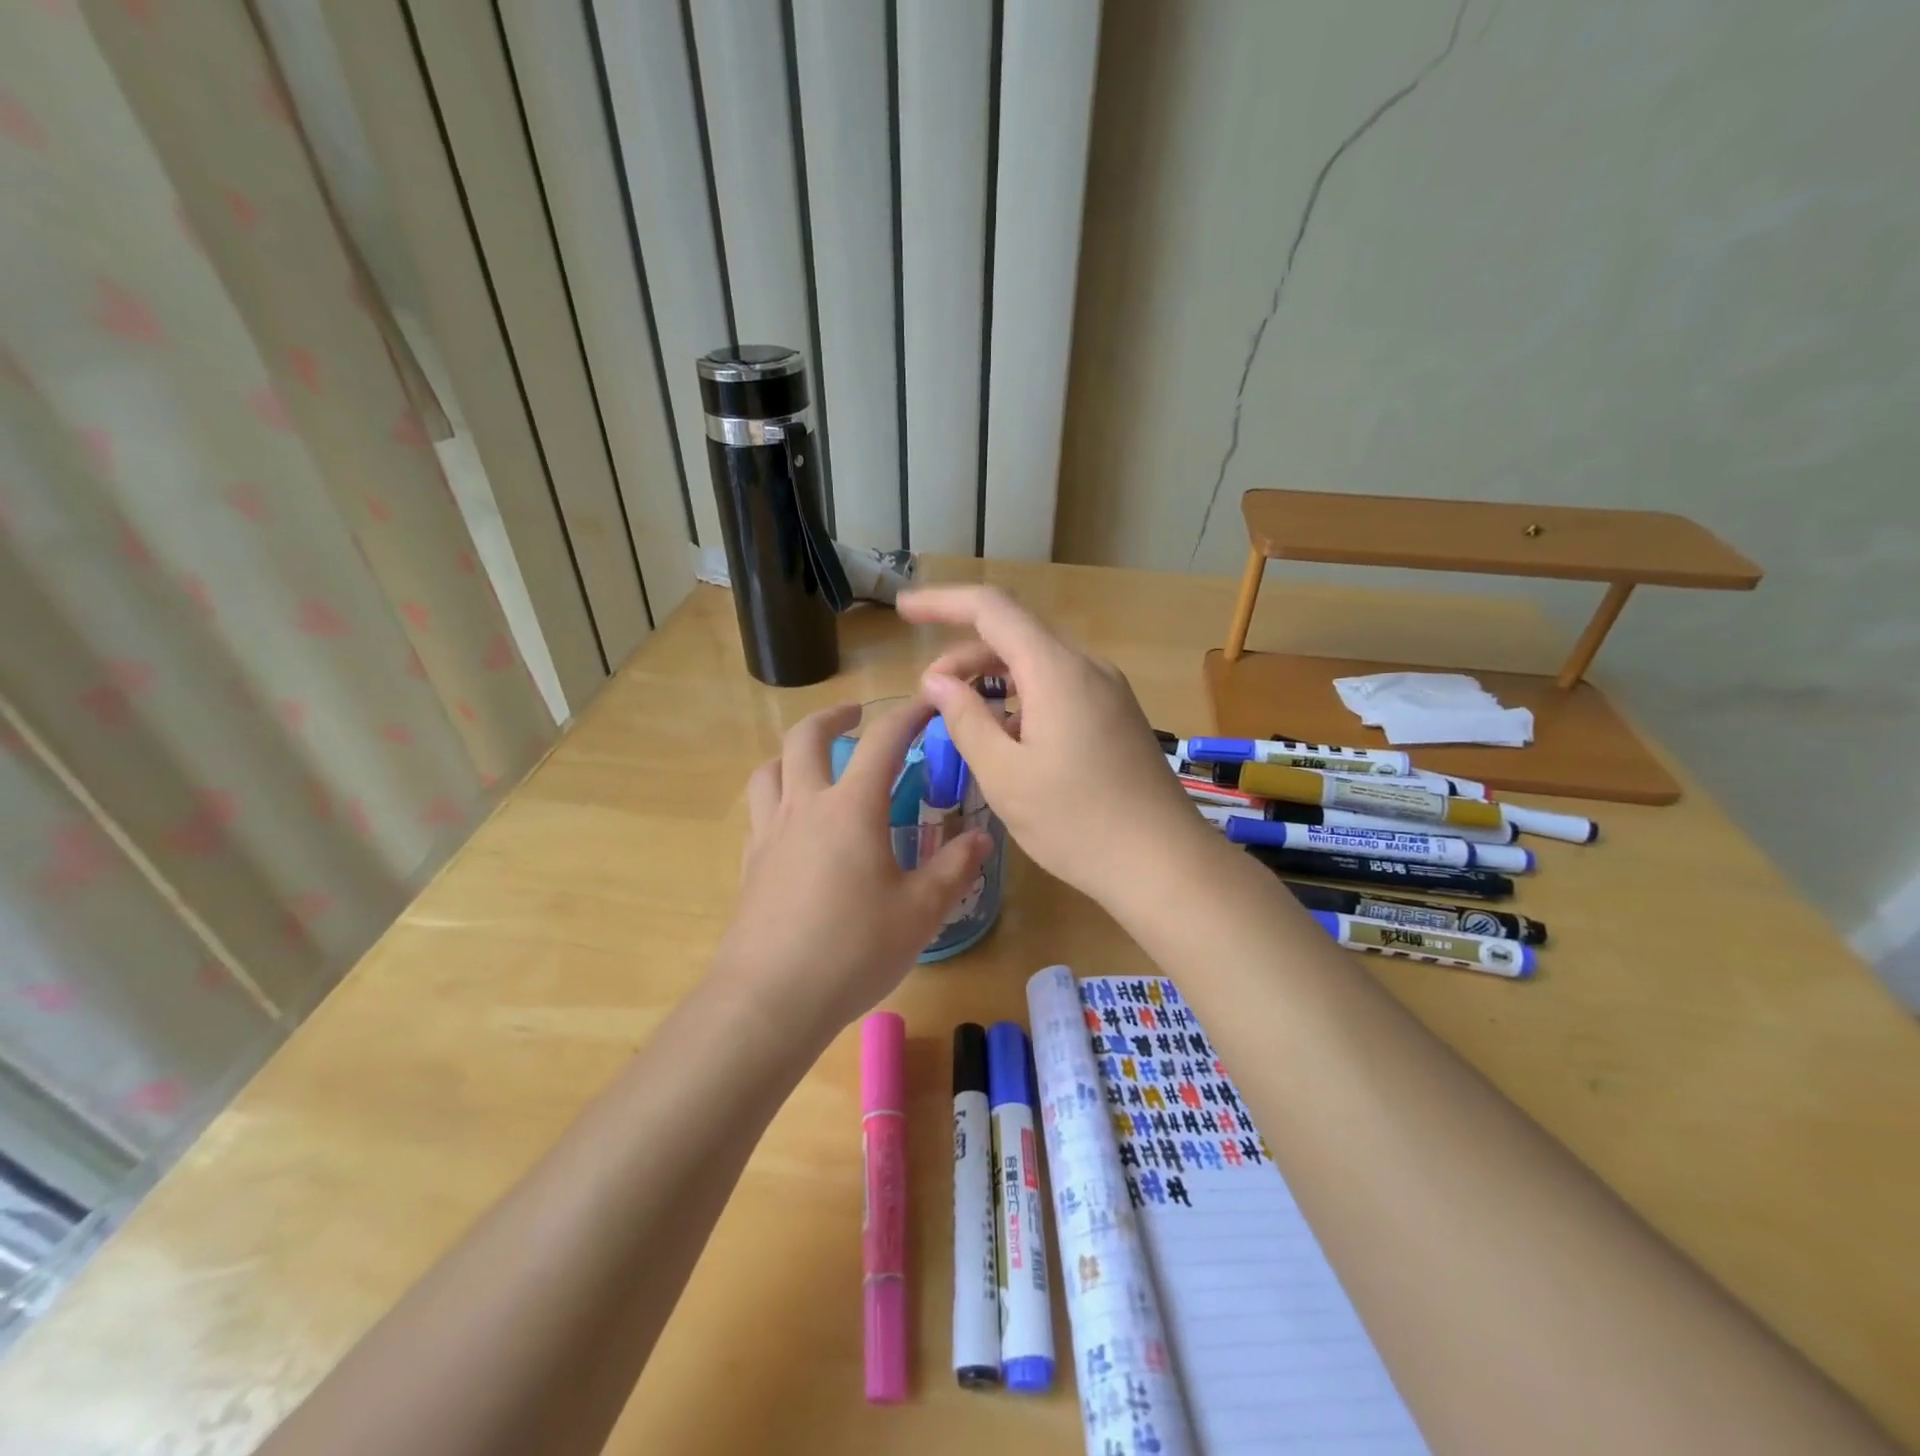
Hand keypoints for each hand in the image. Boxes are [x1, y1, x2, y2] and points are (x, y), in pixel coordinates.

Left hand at [712, 699, 991, 1042]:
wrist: (769, 999)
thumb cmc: (852, 950)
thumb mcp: (920, 912)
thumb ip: (953, 869)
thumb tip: (979, 838)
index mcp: (851, 808)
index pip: (883, 741)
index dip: (908, 713)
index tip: (928, 701)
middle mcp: (805, 807)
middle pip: (806, 738)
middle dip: (833, 717)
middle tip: (854, 716)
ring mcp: (770, 834)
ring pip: (770, 770)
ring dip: (793, 753)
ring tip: (815, 763)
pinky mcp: (750, 865)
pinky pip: (760, 812)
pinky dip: (778, 798)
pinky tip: (796, 826)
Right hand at [897, 585, 1208, 906]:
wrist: (1165, 863)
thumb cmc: (1077, 822)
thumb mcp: (1005, 775)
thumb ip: (965, 720)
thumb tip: (938, 682)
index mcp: (1056, 670)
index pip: (991, 609)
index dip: (942, 602)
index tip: (903, 611)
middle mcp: (1086, 667)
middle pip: (1015, 635)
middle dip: (964, 655)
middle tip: (929, 694)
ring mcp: (1108, 691)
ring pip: (1038, 663)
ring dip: (993, 679)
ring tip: (962, 718)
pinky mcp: (1116, 716)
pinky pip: (1060, 688)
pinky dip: (1023, 698)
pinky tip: (1009, 739)